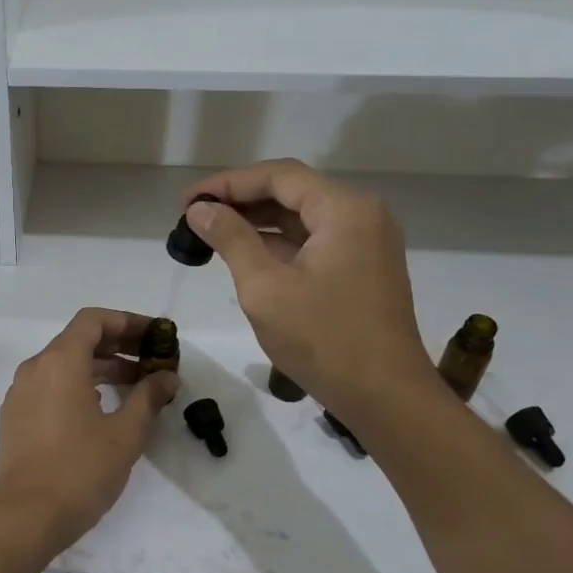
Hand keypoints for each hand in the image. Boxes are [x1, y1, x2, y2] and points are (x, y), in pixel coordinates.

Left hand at [0, 309, 179, 557]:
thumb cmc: (79, 470)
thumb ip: (148, 397)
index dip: (127, 322)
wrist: (24, 517)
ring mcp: (20, 393)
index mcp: (59, 362)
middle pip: (78, 340)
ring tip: (135, 385)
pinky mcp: (15, 417)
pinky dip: (78, 385)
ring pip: (64, 365)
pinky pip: (50, 386)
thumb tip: (167, 377)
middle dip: (118, 346)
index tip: (155, 335)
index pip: (93, 320)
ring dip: (100, 367)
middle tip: (153, 360)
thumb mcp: (125, 434)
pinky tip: (102, 408)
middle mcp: (35, 368)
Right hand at [184, 161, 437, 424]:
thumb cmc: (323, 339)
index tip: (187, 201)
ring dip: (258, 223)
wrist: (385, 396)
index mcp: (344, 209)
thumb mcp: (265, 287)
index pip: (278, 176)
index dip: (228, 183)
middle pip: (292, 192)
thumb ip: (231, 239)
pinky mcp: (364, 268)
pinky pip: (315, 241)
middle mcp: (362, 214)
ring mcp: (367, 242)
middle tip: (193, 216)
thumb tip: (200, 209)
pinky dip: (279, 244)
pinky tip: (244, 254)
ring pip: (302, 217)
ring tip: (210, 233)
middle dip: (241, 200)